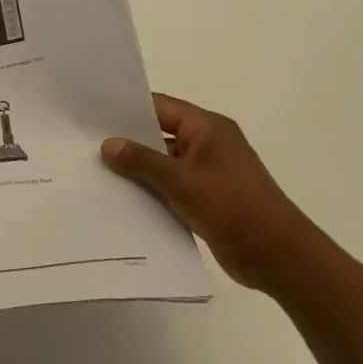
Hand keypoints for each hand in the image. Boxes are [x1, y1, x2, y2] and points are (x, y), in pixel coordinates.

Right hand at [101, 93, 320, 291]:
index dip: (127, 108)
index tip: (92, 113)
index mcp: (208, 128)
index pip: (160, 107)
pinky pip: (170, 187)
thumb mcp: (181, 180)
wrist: (277, 256)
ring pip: (163, 163)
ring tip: (95, 171)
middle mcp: (208, 144)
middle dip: (127, 140)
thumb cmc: (232, 205)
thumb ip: (142, 161)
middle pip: (160, 134)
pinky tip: (120, 197)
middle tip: (85, 143)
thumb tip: (108, 144)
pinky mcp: (206, 199)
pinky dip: (150, 190)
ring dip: (137, 169)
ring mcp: (208, 173)